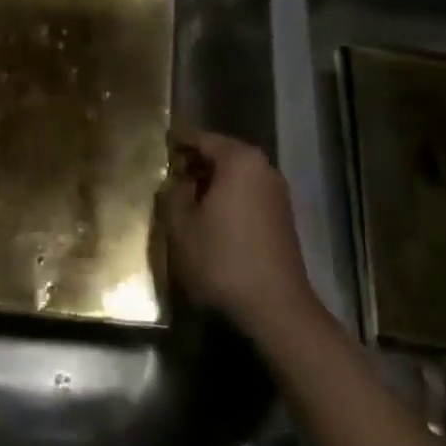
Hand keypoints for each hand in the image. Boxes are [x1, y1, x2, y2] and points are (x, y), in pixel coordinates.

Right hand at [159, 130, 319, 340]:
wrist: (275, 306)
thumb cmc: (222, 259)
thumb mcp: (181, 226)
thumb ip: (172, 194)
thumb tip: (176, 182)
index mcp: (239, 160)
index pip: (203, 138)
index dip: (179, 140)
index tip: (162, 142)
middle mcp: (263, 168)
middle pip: (224, 154)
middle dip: (197, 160)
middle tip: (171, 170)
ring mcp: (277, 192)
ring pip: (237, 175)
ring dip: (213, 181)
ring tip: (187, 195)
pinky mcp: (283, 217)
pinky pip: (249, 193)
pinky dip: (229, 197)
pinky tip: (211, 217)